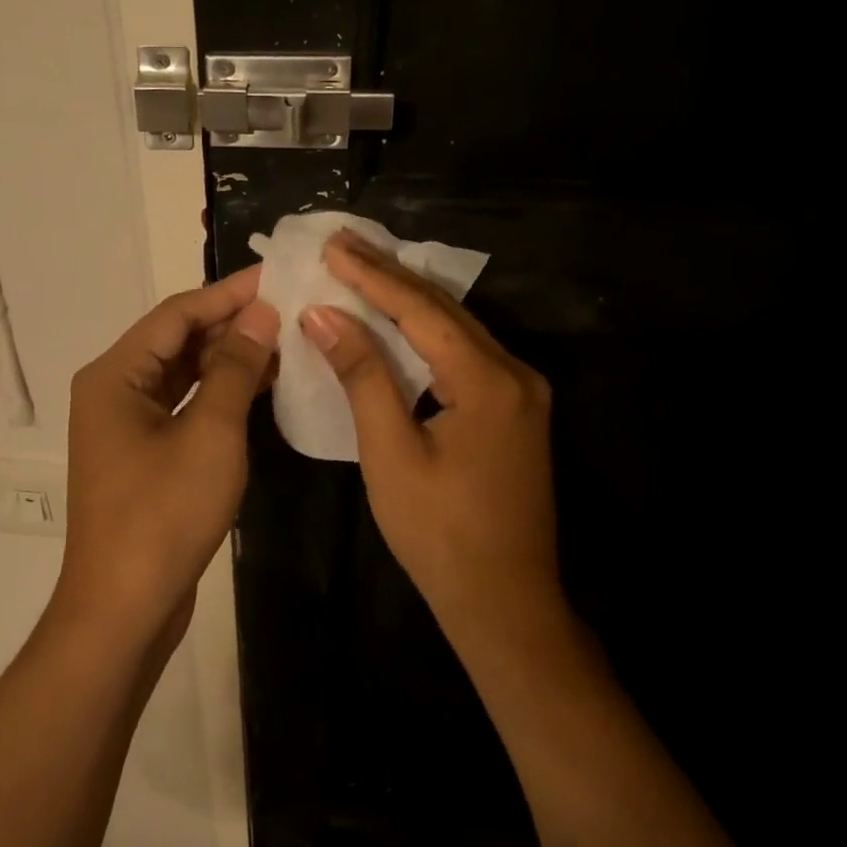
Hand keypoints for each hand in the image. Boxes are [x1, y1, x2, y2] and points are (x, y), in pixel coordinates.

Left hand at [55, 268, 278, 654]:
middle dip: (231, 324)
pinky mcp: (142, 453)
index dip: (228, 292)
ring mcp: (125, 424)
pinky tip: (260, 386)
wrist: (123, 611)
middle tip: (289, 308)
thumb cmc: (163, 515)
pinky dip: (218, 394)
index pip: (177, 313)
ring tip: (284, 340)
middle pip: (177, 340)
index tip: (276, 276)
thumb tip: (262, 314)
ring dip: (228, 358)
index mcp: (114, 375)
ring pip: (182, 373)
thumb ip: (236, 368)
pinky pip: (182, 406)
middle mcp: (113, 390)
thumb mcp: (210, 434)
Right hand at [299, 232, 563, 654]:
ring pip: (457, 330)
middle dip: (390, 275)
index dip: (372, 276)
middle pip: (444, 310)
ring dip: (409, 300)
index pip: (420, 311)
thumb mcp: (391, 452)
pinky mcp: (515, 412)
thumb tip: (324, 315)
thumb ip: (362, 376)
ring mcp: (522, 393)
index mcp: (489, 381)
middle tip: (344, 244)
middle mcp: (515, 373)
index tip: (332, 245)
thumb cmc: (439, 533)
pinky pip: (466, 355)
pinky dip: (427, 333)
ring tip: (364, 269)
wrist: (505, 603)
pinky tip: (400, 321)